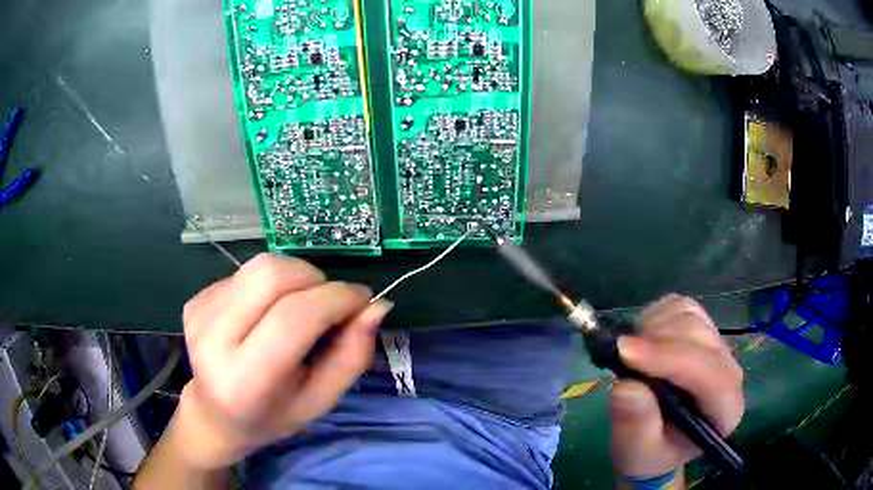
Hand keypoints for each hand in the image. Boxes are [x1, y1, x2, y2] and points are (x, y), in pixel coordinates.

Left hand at [174, 254, 391, 468]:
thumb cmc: (274, 415)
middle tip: (329, 303)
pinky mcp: (194, 300)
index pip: (294, 318)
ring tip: (297, 308)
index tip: (362, 300)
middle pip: (272, 275)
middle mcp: (212, 341)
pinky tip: (265, 314)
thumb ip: (352, 356)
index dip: (336, 298)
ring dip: (293, 278)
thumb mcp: (321, 400)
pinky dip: (269, 285)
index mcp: (245, 381)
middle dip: (314, 279)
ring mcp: (199, 315)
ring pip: (260, 266)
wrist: (216, 414)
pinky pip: (244, 273)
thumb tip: (375, 306)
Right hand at [608, 295, 743, 478]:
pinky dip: (655, 316)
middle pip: (699, 337)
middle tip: (618, 355)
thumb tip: (626, 386)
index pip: (710, 374)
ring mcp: (716, 345)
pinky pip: (679, 306)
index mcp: (724, 410)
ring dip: (653, 328)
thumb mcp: (636, 453)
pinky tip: (642, 341)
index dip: (669, 359)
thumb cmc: (649, 453)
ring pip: (689, 316)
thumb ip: (635, 426)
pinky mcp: (701, 328)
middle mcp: (728, 371)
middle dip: (657, 342)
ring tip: (630, 355)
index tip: (625, 353)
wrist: (657, 440)